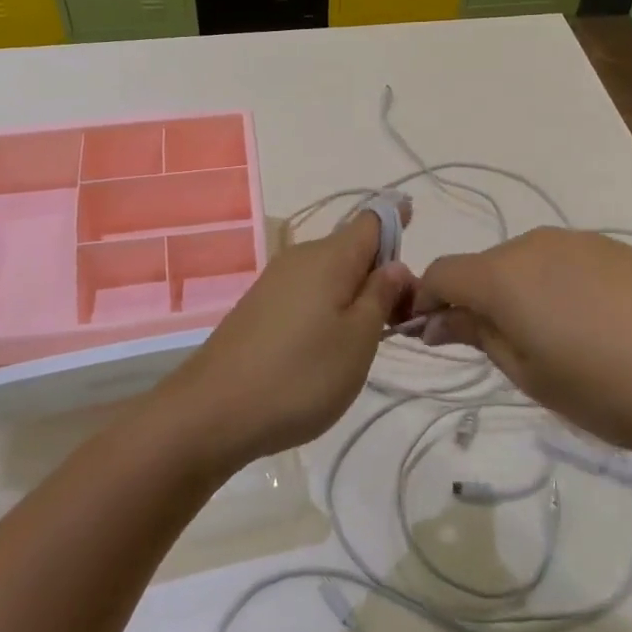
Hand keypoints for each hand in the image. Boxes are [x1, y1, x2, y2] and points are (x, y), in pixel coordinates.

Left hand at [148, 208, 415, 475]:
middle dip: (381, 273)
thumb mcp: (357, 341)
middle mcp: (300, 258)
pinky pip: (307, 293)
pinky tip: (329, 346)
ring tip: (369, 339)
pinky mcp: (260, 307)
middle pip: (352, 249)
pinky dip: (328, 308)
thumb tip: (395, 265)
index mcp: (329, 256)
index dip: (399, 220)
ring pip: (330, 274)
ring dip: (355, 294)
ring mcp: (276, 282)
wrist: (213, 411)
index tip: (419, 230)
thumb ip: (380, 296)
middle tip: (402, 318)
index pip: (372, 220)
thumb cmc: (299, 376)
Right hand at [413, 227, 631, 463]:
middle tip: (499, 355)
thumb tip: (437, 321)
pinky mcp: (615, 249)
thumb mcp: (532, 376)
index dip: (425, 303)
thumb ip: (479, 337)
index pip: (441, 274)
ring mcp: (579, 242)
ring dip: (516, 297)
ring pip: (522, 265)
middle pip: (482, 267)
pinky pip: (561, 263)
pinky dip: (553, 289)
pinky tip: (592, 328)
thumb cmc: (613, 388)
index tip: (432, 340)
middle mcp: (534, 244)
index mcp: (504, 275)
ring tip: (554, 346)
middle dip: (474, 303)